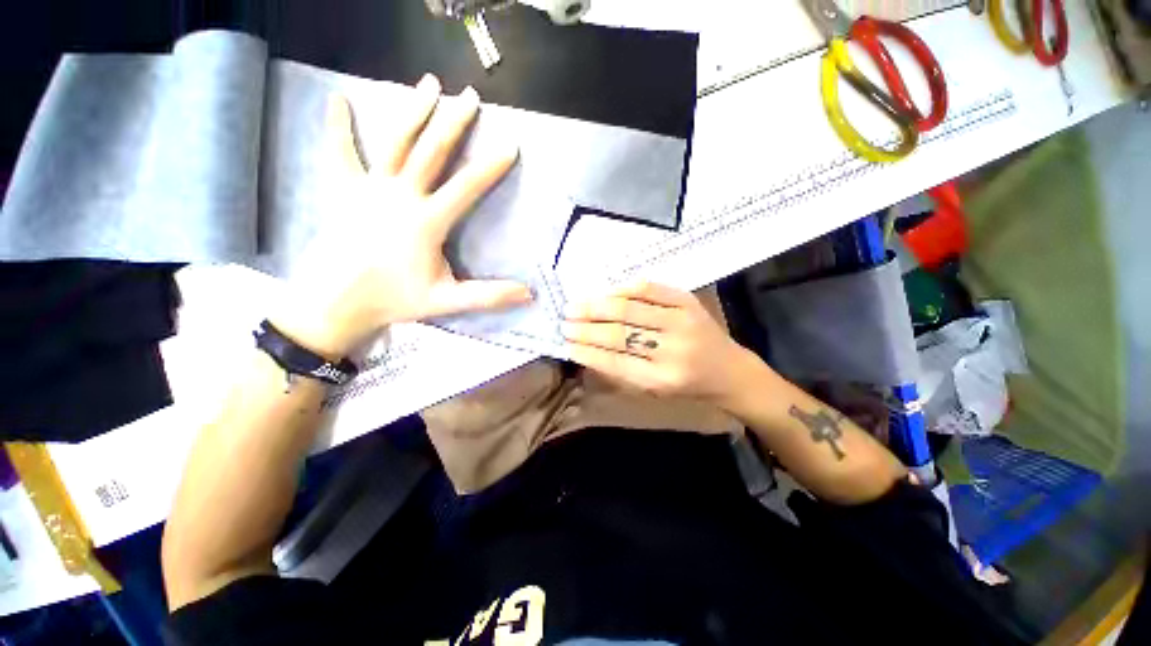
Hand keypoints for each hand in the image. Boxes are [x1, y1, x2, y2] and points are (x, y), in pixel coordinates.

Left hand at [274, 75, 531, 356]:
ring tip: (430, 84)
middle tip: (470, 96)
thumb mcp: (447, 301)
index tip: (510, 144)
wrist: (338, 301)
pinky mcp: (346, 189)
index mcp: (426, 221)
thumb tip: (528, 294)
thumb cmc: (396, 299)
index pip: (466, 187)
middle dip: (454, 122)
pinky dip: (339, 125)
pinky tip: (339, 98)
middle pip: (431, 151)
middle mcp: (400, 196)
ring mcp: (370, 188)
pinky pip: (341, 152)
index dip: (490, 166)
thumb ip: (488, 296)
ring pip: (396, 142)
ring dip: (413, 110)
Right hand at [561, 282, 759, 405]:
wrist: (729, 369)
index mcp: (663, 379)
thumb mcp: (653, 390)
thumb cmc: (687, 386)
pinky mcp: (687, 301)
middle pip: (619, 333)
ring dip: (597, 306)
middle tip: (565, 322)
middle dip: (586, 327)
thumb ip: (621, 372)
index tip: (566, 344)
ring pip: (629, 309)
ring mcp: (682, 321)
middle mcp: (673, 349)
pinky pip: (649, 289)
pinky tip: (606, 292)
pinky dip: (623, 289)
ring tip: (576, 305)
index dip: (587, 351)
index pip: (614, 362)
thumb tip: (586, 350)